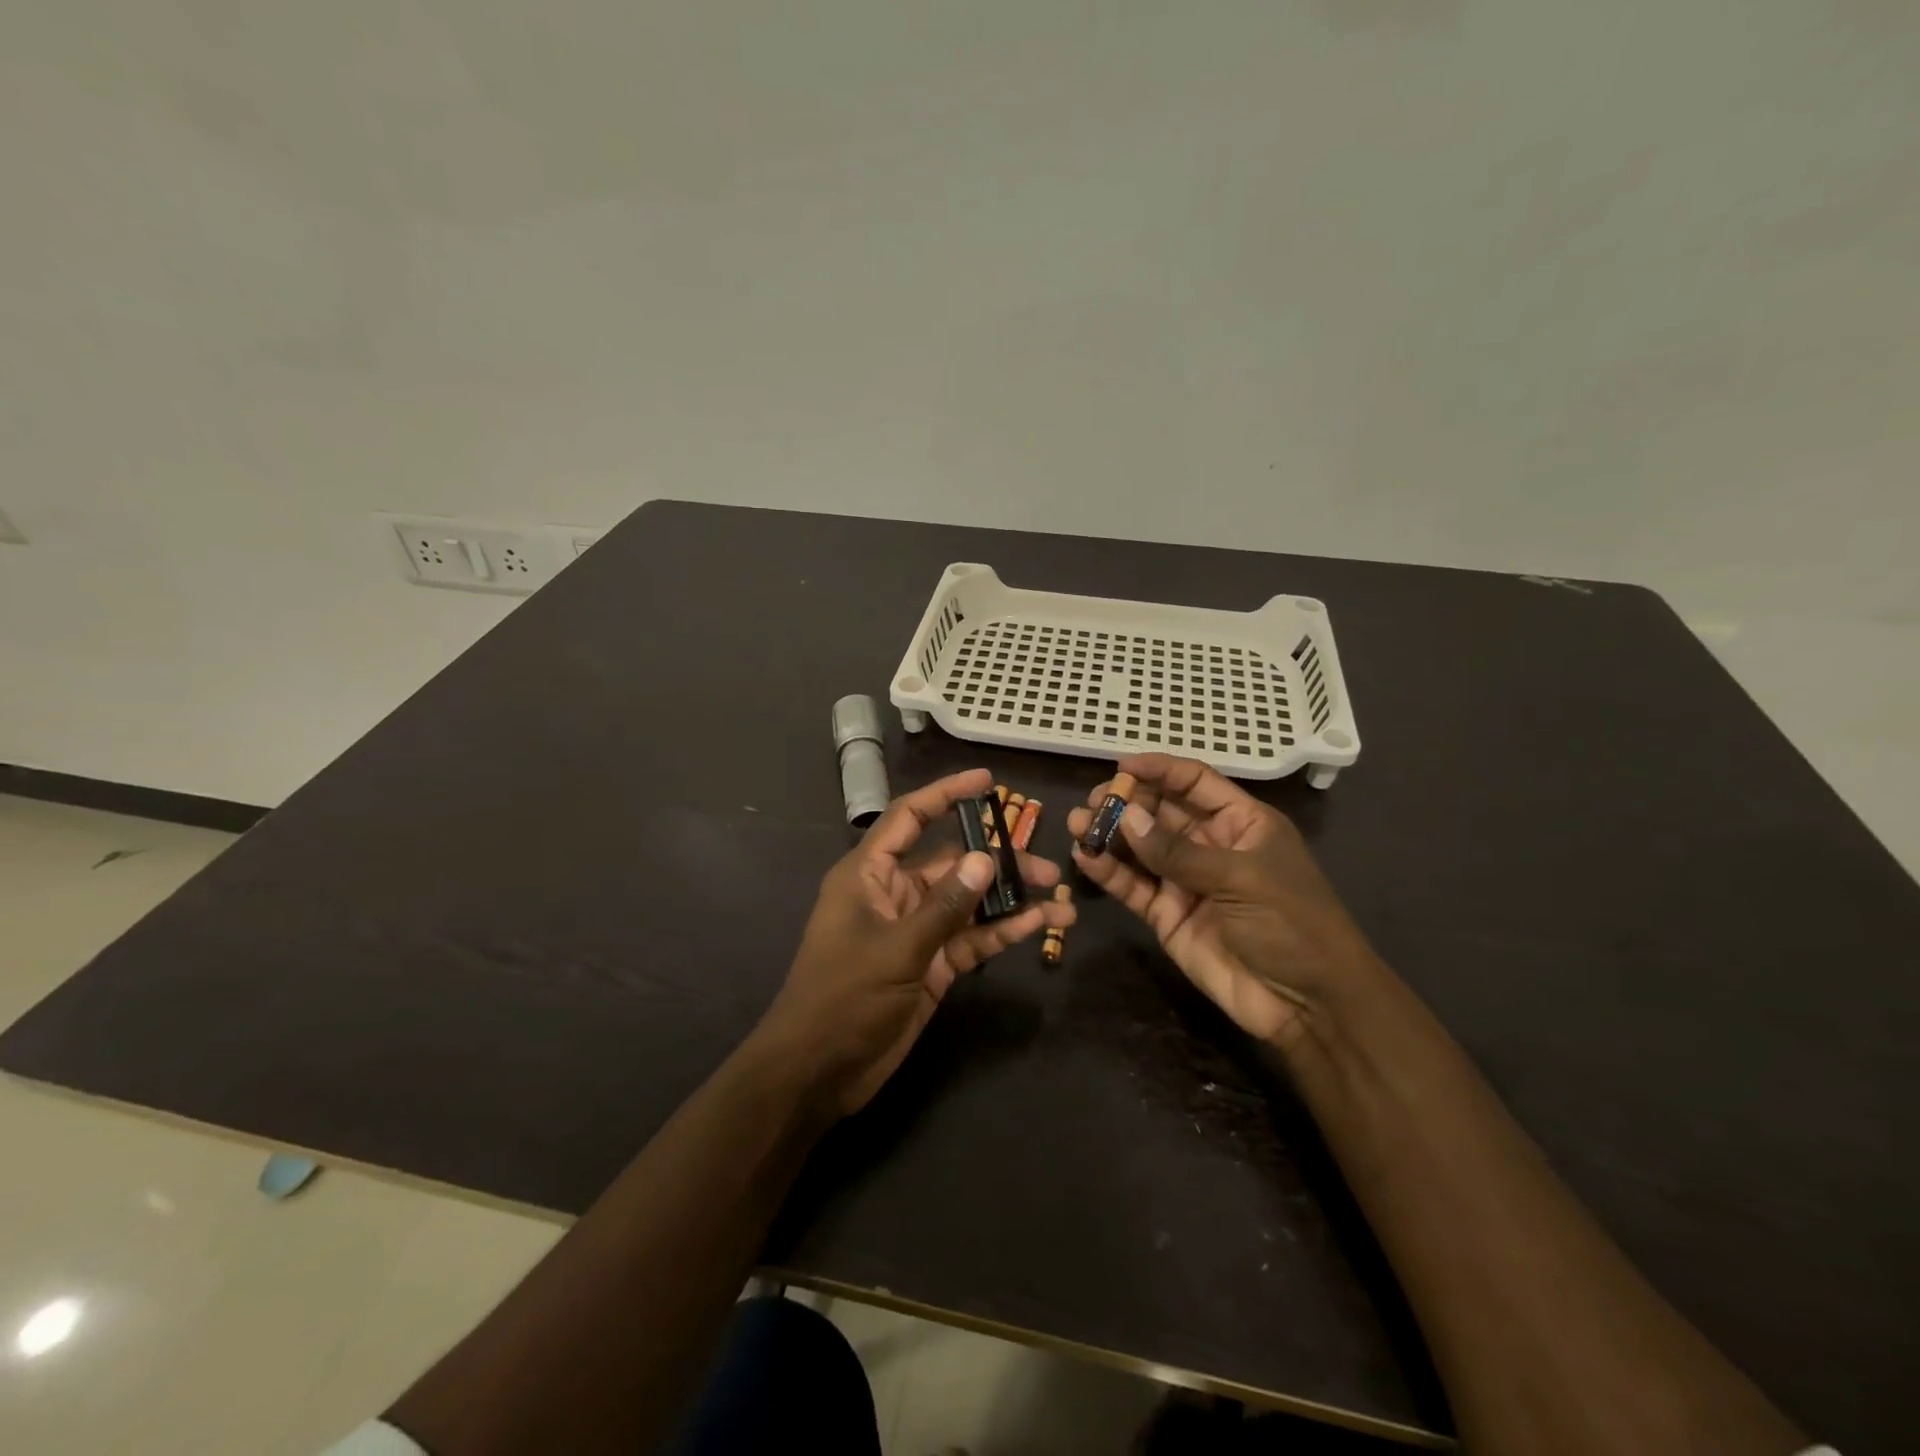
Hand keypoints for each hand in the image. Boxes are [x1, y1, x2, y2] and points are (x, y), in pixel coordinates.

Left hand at [757, 768, 1074, 1116]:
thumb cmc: (843, 998)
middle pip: (950, 862)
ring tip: (1058, 899)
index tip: (986, 782)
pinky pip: (969, 938)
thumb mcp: (896, 948)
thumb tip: (984, 859)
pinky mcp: (930, 964)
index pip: (910, 818)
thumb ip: (944, 905)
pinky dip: (1000, 932)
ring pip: (966, 902)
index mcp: (869, 874)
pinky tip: (1037, 927)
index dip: (945, 795)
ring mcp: (914, 930)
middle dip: (995, 860)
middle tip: (1044, 865)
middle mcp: (893, 893)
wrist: (818, 1072)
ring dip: (1007, 900)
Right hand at [1068, 754, 1381, 1049]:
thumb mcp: (1240, 878)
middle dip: (1126, 803)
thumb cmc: (1290, 923)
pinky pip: (1133, 887)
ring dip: (1109, 835)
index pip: (1195, 782)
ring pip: (1140, 848)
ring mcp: (1185, 881)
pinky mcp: (1166, 915)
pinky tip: (1085, 858)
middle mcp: (1210, 845)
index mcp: (1241, 823)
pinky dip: (1108, 873)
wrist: (1308, 1004)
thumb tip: (1126, 816)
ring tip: (1078, 825)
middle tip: (1093, 802)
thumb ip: (1178, 851)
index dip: (1160, 770)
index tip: (1121, 765)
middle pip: (1160, 812)